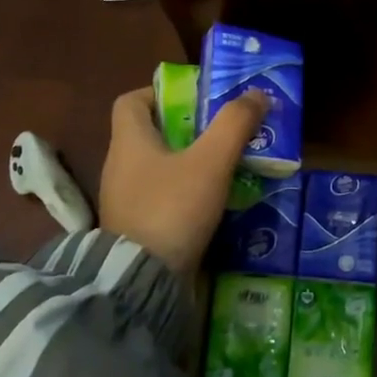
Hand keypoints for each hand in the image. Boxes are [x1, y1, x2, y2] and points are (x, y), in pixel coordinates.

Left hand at [99, 86, 267, 278]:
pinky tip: (214, 201)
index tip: (195, 99)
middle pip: (150, 133)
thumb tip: (256, 93)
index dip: (160, 93)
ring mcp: (125, 201)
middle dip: (187, 128)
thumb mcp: (210, 162)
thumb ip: (234, 124)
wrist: (142, 283)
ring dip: (189, 162)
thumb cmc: (172, 209)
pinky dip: (185, 193)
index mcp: (128, 142)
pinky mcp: (136, 229)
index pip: (130, 101)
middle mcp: (120, 167)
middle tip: (224, 130)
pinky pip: (161, 197)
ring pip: (158, 167)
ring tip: (227, 165)